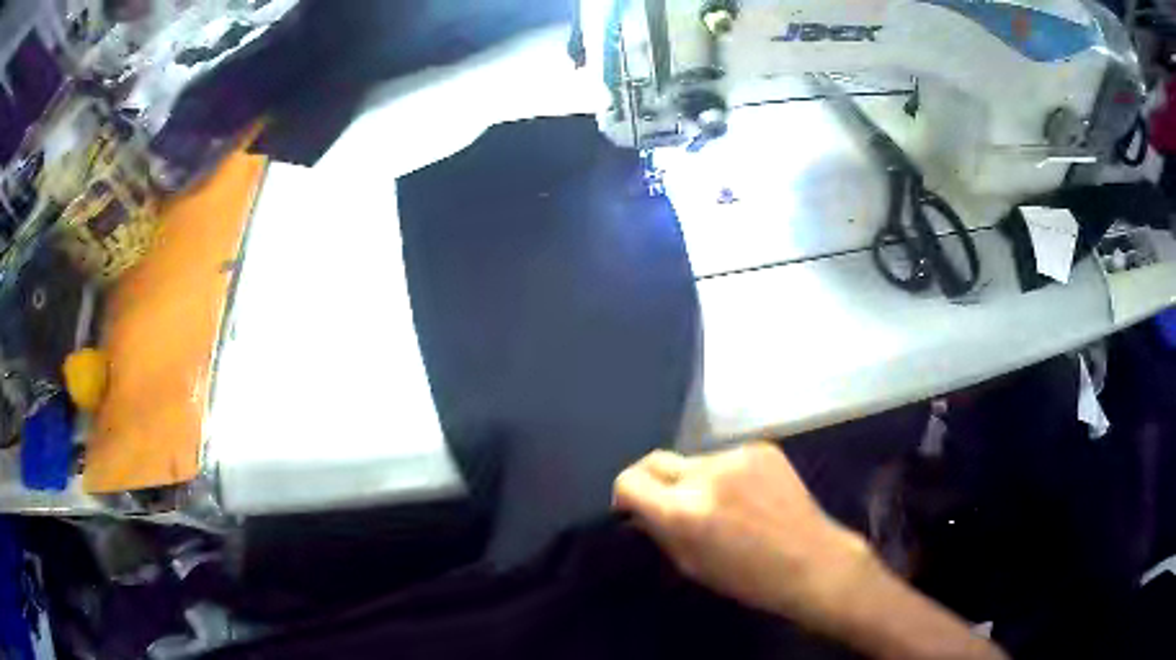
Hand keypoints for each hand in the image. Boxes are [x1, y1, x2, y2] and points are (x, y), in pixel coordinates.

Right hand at [613, 443, 870, 626]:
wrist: (813, 560)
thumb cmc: (749, 578)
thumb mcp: (692, 565)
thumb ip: (661, 532)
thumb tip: (642, 511)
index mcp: (684, 511)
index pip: (629, 481)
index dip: (625, 495)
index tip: (635, 509)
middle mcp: (706, 474)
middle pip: (655, 460)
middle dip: (654, 481)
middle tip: (668, 503)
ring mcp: (737, 455)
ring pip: (693, 460)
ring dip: (695, 479)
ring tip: (721, 504)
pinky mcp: (762, 447)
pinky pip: (726, 457)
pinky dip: (726, 474)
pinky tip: (748, 496)